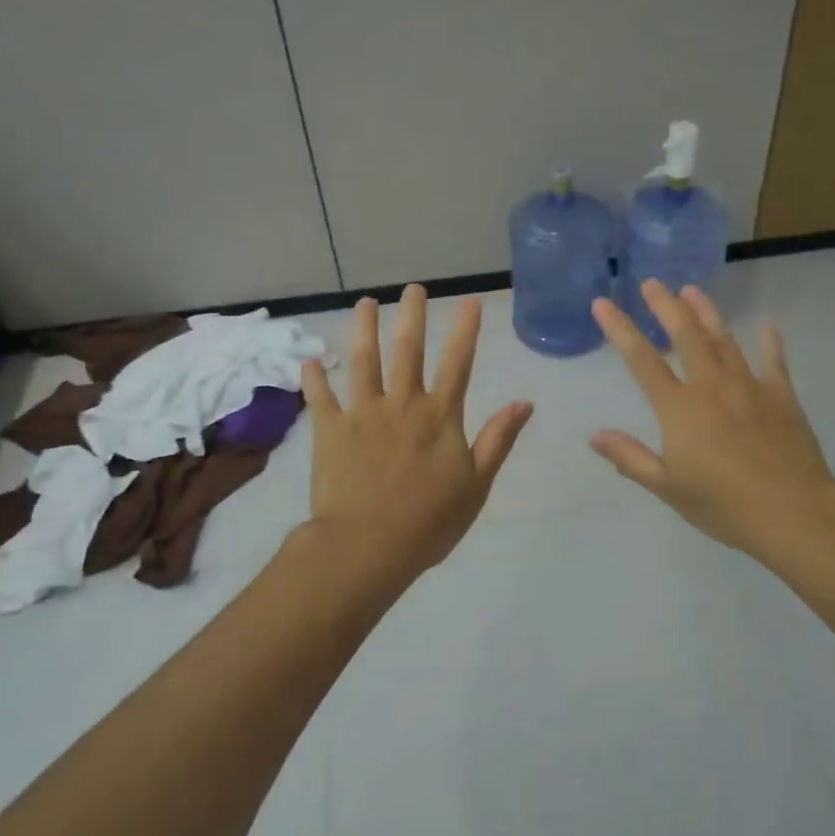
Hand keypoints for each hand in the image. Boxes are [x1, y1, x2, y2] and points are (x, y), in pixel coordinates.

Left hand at [302, 284, 532, 581]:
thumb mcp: (477, 484)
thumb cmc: (429, 521)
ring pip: (364, 362)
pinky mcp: (330, 431)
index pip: (458, 363)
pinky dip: (315, 378)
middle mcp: (402, 404)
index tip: (469, 301)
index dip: (465, 330)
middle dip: (412, 316)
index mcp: (439, 416)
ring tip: (364, 302)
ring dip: (364, 329)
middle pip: (408, 350)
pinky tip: (310, 359)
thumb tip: (525, 403)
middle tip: (413, 288)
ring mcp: (363, 414)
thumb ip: (498, 440)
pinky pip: (322, 398)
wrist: (367, 546)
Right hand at [591, 281, 834, 566]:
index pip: (642, 360)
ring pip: (723, 340)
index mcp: (680, 408)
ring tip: (692, 290)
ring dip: (706, 313)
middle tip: (653, 282)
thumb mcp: (668, 487)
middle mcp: (712, 386)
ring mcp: (749, 387)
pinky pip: (774, 361)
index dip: (620, 329)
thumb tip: (595, 435)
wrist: (793, 511)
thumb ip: (630, 458)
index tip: (603, 303)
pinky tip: (769, 323)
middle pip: (686, 335)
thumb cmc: (724, 504)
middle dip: (666, 306)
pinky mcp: (781, 396)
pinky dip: (770, 341)